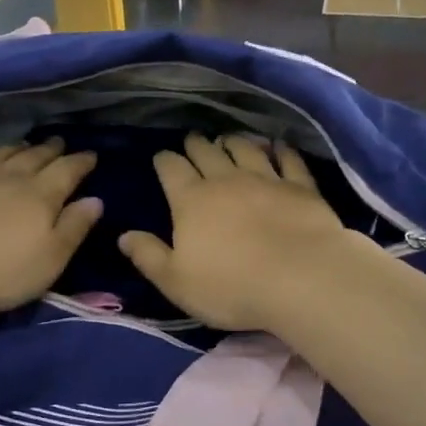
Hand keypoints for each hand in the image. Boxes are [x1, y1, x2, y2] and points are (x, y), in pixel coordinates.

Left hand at [0, 139, 101, 312]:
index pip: (68, 171)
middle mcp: (10, 177)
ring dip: (17, 148)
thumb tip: (95, 200)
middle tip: (60, 142)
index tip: (91, 155)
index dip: (81, 162)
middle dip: (51, 149)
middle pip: (35, 157)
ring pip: (1, 154)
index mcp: (41, 195)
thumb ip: (74, 228)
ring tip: (25, 144)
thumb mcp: (50, 258)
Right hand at [118, 134, 351, 331]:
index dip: (164, 161)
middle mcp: (226, 180)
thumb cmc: (231, 287)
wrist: (301, 279)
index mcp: (191, 201)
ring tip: (228, 138)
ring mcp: (266, 179)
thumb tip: (124, 236)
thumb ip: (149, 256)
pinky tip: (279, 146)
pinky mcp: (301, 187)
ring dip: (234, 142)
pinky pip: (289, 161)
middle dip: (196, 145)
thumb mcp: (177, 282)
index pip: (171, 169)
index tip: (162, 157)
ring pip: (245, 150)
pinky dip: (282, 151)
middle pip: (207, 152)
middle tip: (192, 140)